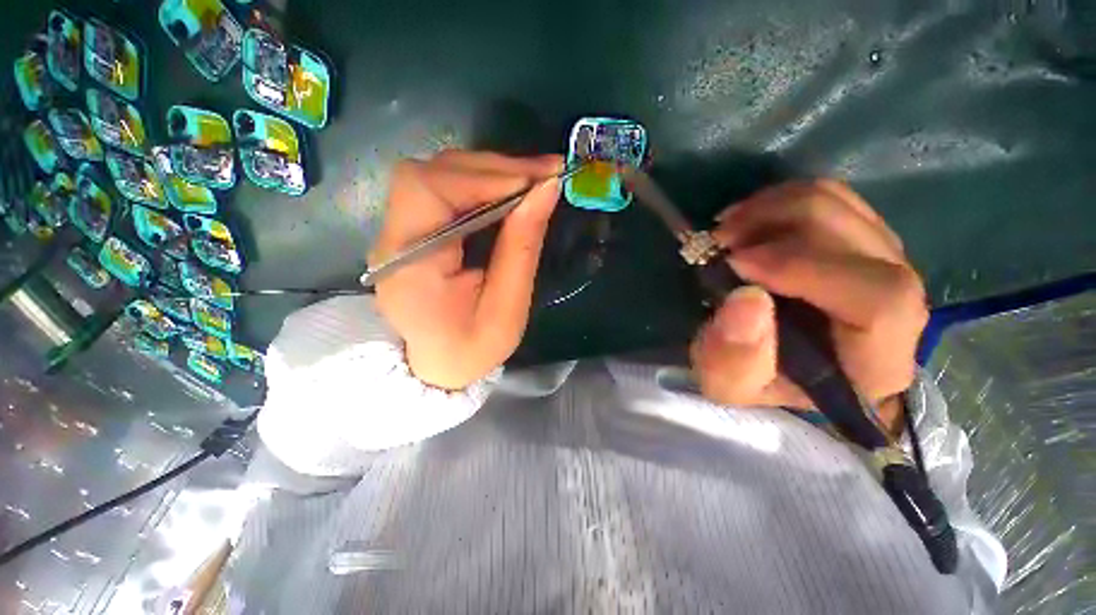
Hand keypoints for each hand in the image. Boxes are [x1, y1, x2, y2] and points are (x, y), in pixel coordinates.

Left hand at [370, 151, 563, 389]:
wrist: (436, 368)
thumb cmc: (472, 349)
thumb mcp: (507, 310)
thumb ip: (522, 248)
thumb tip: (546, 191)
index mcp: (411, 266)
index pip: (429, 191)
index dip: (483, 176)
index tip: (536, 180)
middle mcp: (393, 240)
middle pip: (431, 173)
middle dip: (492, 168)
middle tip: (543, 174)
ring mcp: (398, 232)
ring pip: (436, 175)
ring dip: (487, 172)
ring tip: (532, 181)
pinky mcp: (412, 231)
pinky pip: (441, 190)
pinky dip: (479, 183)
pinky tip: (508, 192)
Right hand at [690, 180, 927, 430]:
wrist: (774, 366)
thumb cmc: (755, 380)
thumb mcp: (728, 384)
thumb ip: (734, 357)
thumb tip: (746, 298)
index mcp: (875, 360)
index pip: (879, 300)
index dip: (805, 269)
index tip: (737, 263)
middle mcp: (900, 308)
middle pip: (863, 240)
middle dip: (782, 225)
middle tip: (721, 238)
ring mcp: (884, 265)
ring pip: (847, 208)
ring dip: (777, 206)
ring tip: (727, 227)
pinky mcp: (861, 241)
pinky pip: (834, 199)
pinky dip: (783, 199)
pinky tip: (747, 219)